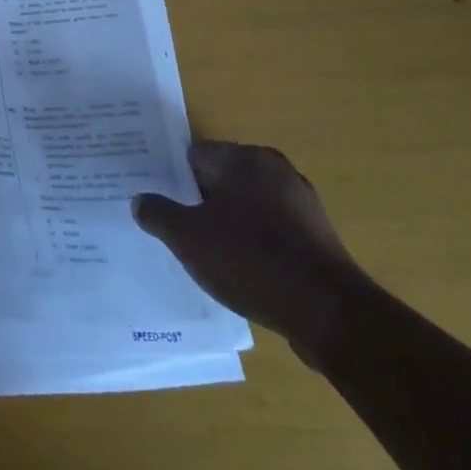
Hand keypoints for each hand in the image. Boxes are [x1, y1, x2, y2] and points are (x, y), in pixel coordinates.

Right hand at [132, 140, 366, 359]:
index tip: (155, 199)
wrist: (329, 314)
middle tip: (172, 226)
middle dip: (197, 200)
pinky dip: (252, 243)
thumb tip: (140, 200)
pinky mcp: (317, 237)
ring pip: (246, 206)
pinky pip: (270, 230)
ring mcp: (301, 204)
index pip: (193, 155)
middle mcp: (275, 170)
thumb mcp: (187, 238)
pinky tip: (238, 270)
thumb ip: (158, 213)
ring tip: (201, 252)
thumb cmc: (250, 260)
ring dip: (225, 223)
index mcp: (244, 158)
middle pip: (220, 179)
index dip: (170, 177)